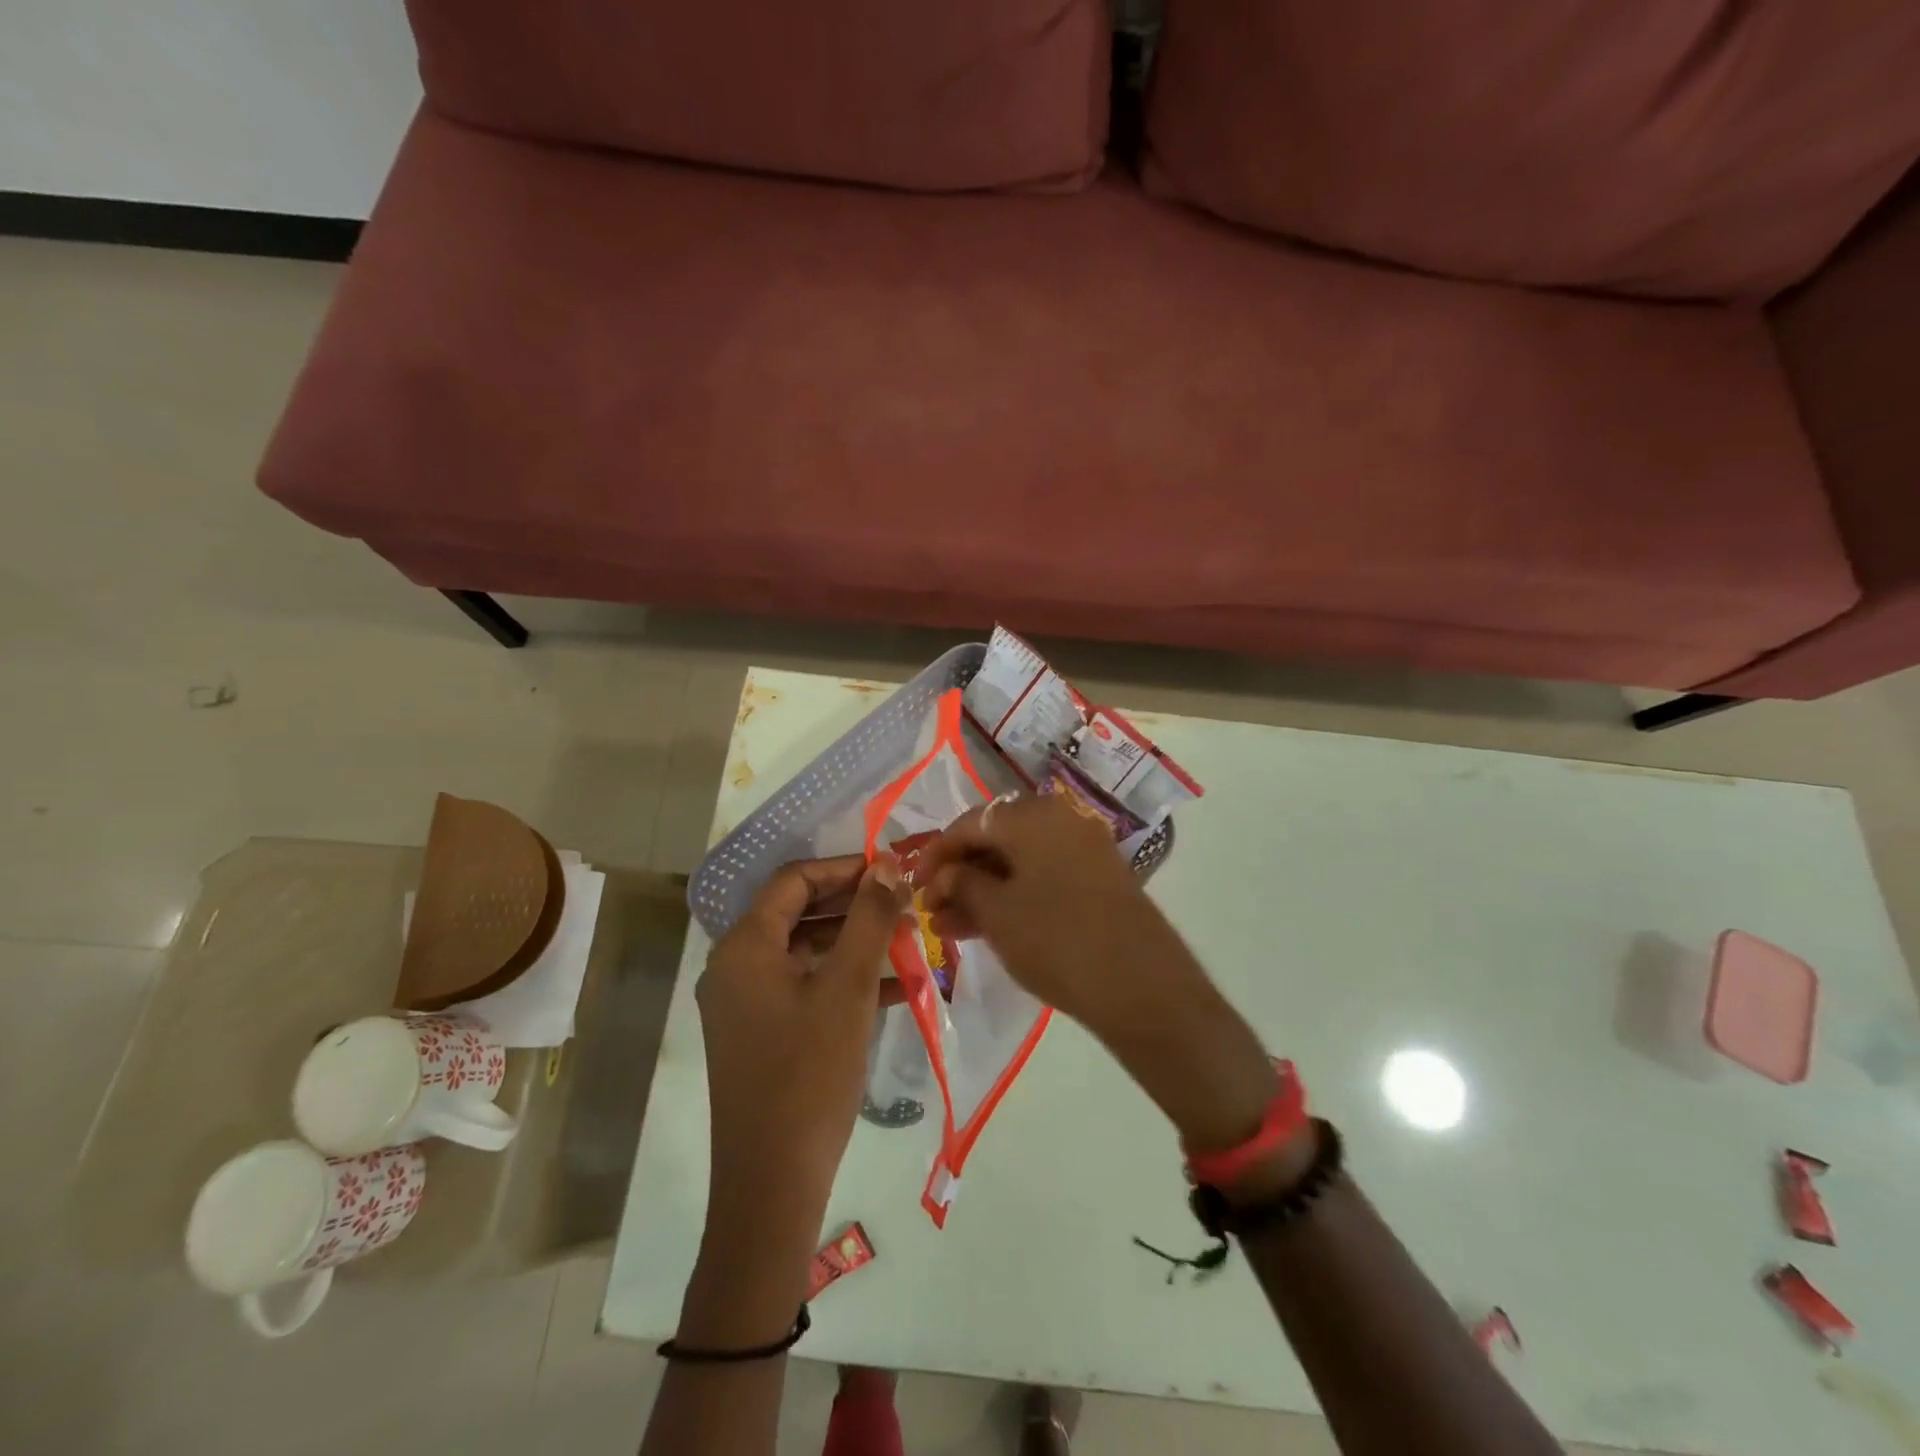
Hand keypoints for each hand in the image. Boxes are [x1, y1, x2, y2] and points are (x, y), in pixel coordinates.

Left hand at [683, 854, 905, 1342]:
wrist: (772, 1182)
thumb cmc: (810, 1072)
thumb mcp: (849, 987)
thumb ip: (870, 917)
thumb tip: (886, 862)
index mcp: (745, 946)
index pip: (794, 880)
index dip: (844, 868)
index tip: (890, 870)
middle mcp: (735, 966)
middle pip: (797, 913)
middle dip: (853, 905)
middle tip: (904, 904)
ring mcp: (744, 1003)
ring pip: (804, 951)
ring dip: (853, 942)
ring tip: (907, 940)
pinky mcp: (759, 1034)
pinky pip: (802, 987)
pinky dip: (842, 979)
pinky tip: (894, 987)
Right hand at [920, 795, 1275, 1154]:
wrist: (1142, 986)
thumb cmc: (1056, 939)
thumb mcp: (997, 913)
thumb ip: (962, 885)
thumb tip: (946, 874)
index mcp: (1032, 815)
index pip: (969, 823)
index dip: (936, 853)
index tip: (912, 885)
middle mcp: (1060, 819)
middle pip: (994, 839)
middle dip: (958, 874)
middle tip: (931, 910)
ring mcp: (1083, 848)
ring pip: (1018, 862)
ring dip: (981, 890)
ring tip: (949, 928)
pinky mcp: (1098, 877)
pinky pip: (1042, 876)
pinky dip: (1013, 896)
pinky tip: (986, 926)